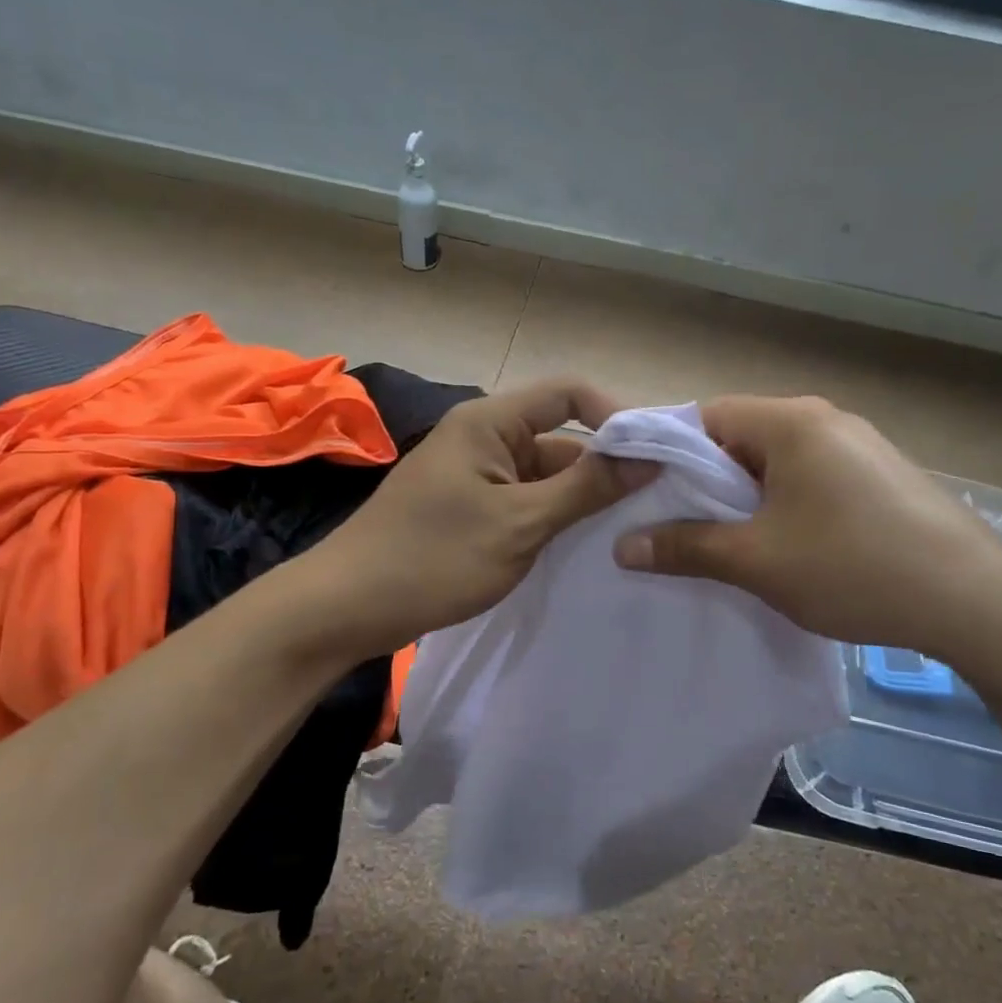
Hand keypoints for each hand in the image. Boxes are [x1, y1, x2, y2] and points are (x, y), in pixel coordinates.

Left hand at [305, 378, 656, 657]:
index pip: (568, 393)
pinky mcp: (471, 509)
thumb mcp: (520, 523)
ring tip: (629, 531)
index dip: (615, 415)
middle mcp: (484, 438)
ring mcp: (476, 476)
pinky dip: (554, 518)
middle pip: (560, 437)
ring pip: (545, 475)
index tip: (654, 455)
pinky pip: (525, 501)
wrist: (347, 609)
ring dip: (581, 498)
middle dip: (604, 467)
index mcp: (490, 422)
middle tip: (654, 505)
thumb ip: (586, 488)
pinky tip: (584, 547)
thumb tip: (647, 457)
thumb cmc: (434, 557)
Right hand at [612, 395, 1001, 663]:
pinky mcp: (881, 474)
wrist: (977, 601)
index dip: (669, 454)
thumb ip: (686, 547)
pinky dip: (786, 503)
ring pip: (777, 460)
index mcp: (790, 421)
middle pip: (740, 437)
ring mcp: (859, 444)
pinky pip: (812, 476)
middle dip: (708, 481)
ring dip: (748, 496)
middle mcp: (824, 418)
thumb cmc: (853, 567)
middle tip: (684, 528)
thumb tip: (623, 546)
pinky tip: (791, 546)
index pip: (704, 416)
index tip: (649, 497)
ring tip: (733, 543)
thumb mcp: (757, 561)